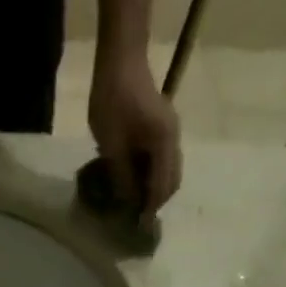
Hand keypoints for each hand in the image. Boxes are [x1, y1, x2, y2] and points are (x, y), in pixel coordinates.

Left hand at [88, 49, 181, 215]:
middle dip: (156, 201)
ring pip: (169, 170)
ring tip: (133, 202)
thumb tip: (128, 203)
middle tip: (134, 217)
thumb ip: (122, 177)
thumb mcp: (111, 146)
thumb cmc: (112, 101)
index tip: (137, 227)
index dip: (150, 209)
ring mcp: (170, 131)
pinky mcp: (162, 127)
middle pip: (172, 181)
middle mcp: (173, 139)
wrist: (120, 59)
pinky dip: (153, 174)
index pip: (162, 187)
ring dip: (155, 188)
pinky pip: (163, 159)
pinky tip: (135, 181)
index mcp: (164, 144)